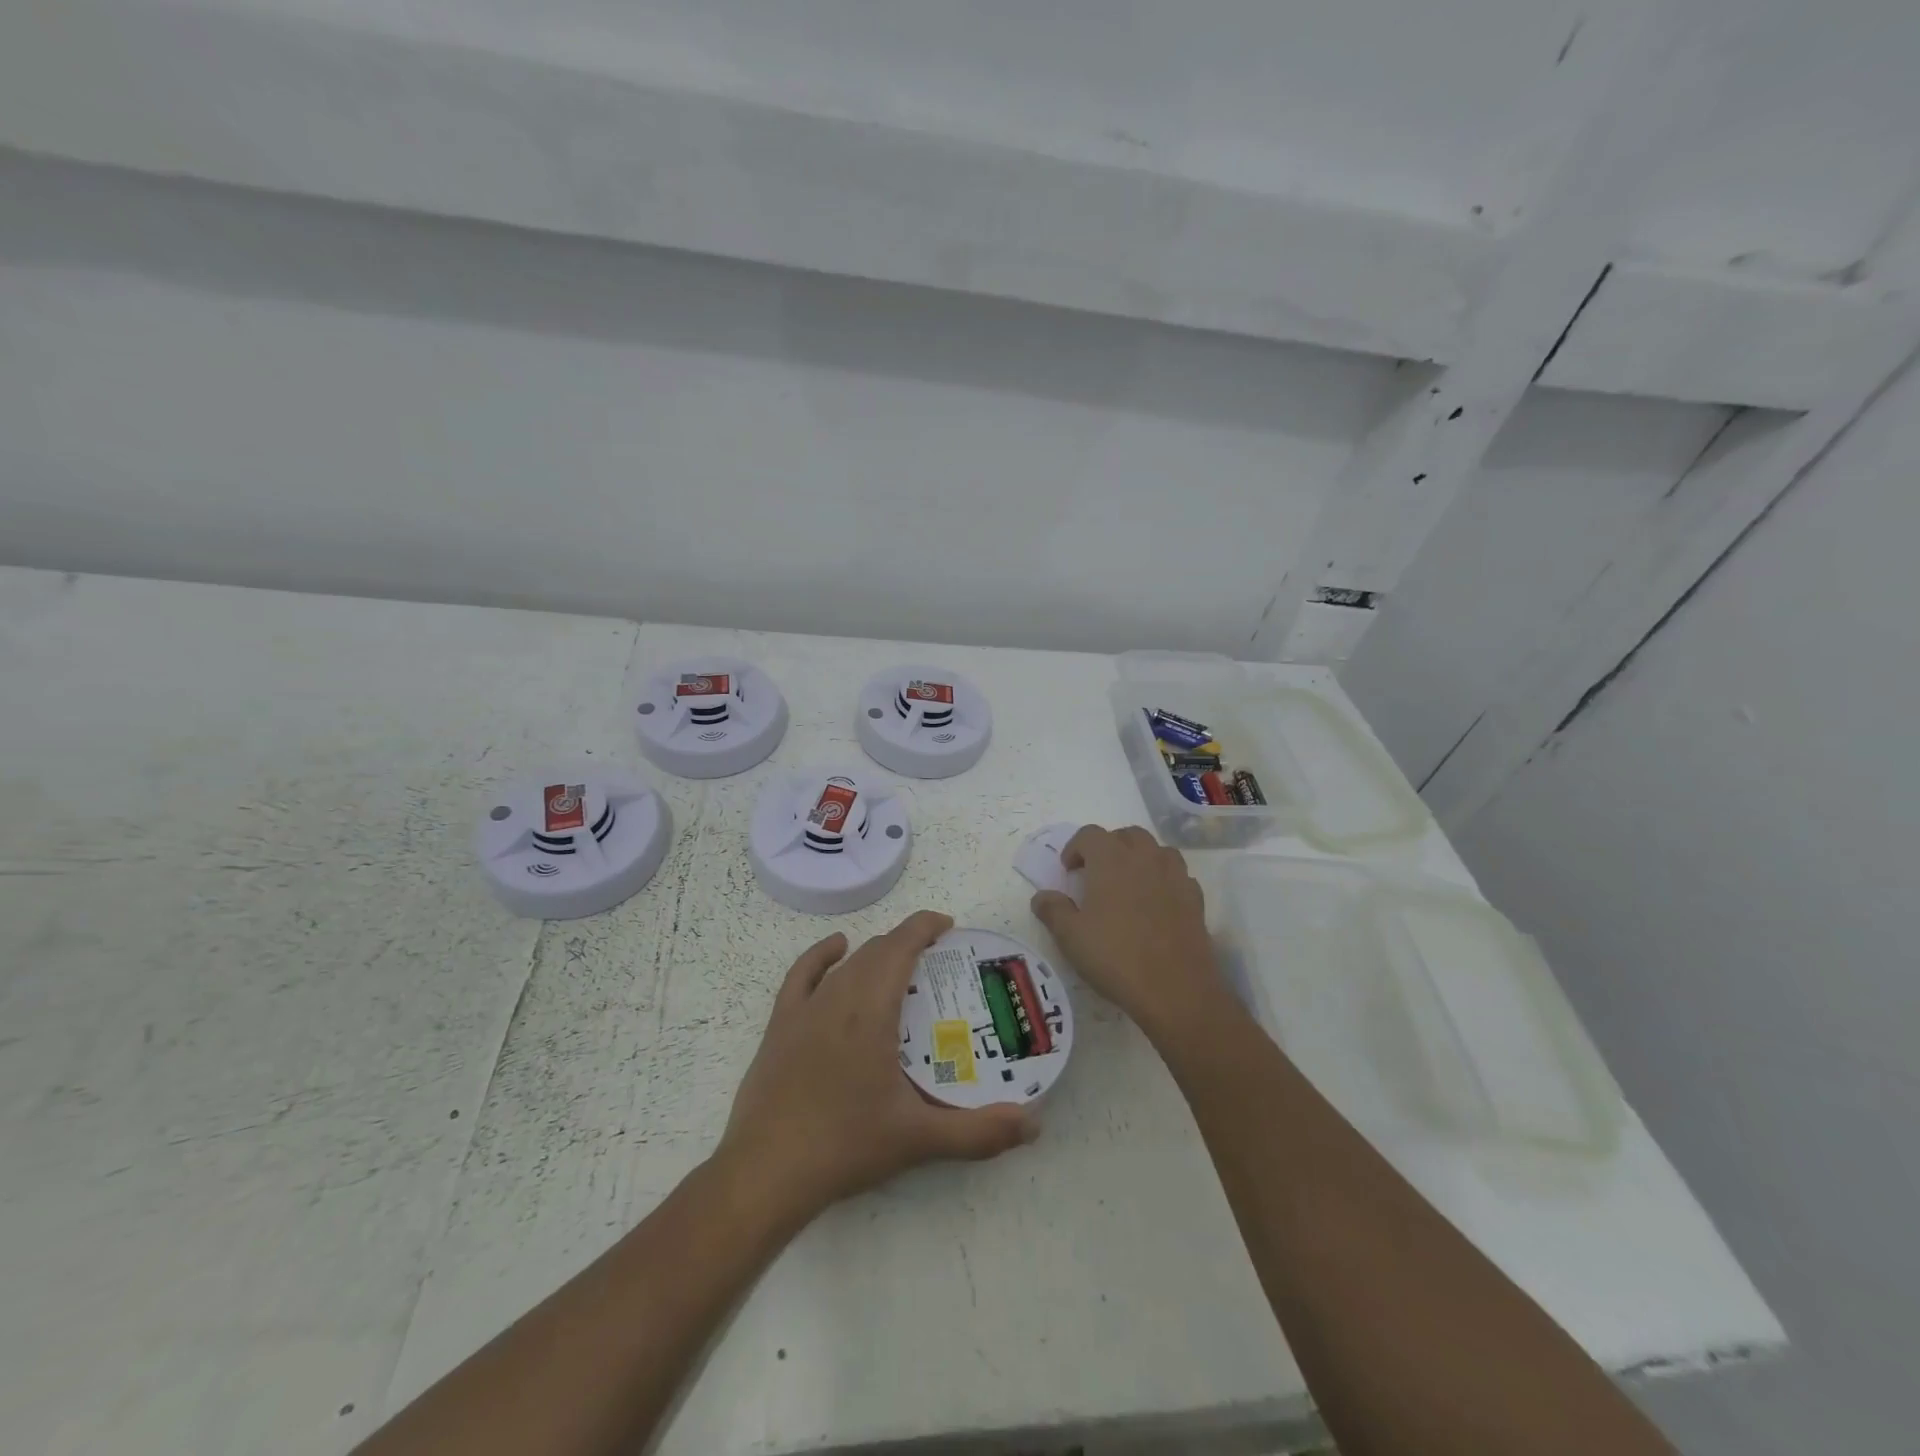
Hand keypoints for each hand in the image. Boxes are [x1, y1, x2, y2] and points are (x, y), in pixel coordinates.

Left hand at [717, 910, 1035, 1224]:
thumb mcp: (919, 1140)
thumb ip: (980, 1132)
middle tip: (936, 960)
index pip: (901, 946)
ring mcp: (804, 1009)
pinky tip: (836, 950)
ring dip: (875, 953)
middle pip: (877, 951)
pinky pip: (802, 974)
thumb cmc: (845, 1146)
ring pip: (846, 962)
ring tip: (899, 964)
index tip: (948, 926)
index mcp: (871, 1011)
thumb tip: (1034, 1124)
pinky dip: (822, 955)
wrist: (765, 1173)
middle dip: (907, 942)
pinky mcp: (779, 1025)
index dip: (924, 926)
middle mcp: (838, 997)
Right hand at [1030, 825, 1224, 1037]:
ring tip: (1128, 884)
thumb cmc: (1115, 957)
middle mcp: (1144, 857)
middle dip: (1108, 847)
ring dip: (1139, 858)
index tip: (1068, 871)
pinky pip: (1177, 875)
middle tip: (1096, 874)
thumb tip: (1042, 896)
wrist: (1175, 989)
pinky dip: (1163, 880)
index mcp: (1110, 858)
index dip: (1075, 848)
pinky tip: (1156, 903)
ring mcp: (1174, 875)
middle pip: (1126, 835)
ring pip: (1156, 850)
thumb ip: (1053, 910)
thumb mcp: (1070, 936)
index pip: (1089, 834)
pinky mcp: (1195, 898)